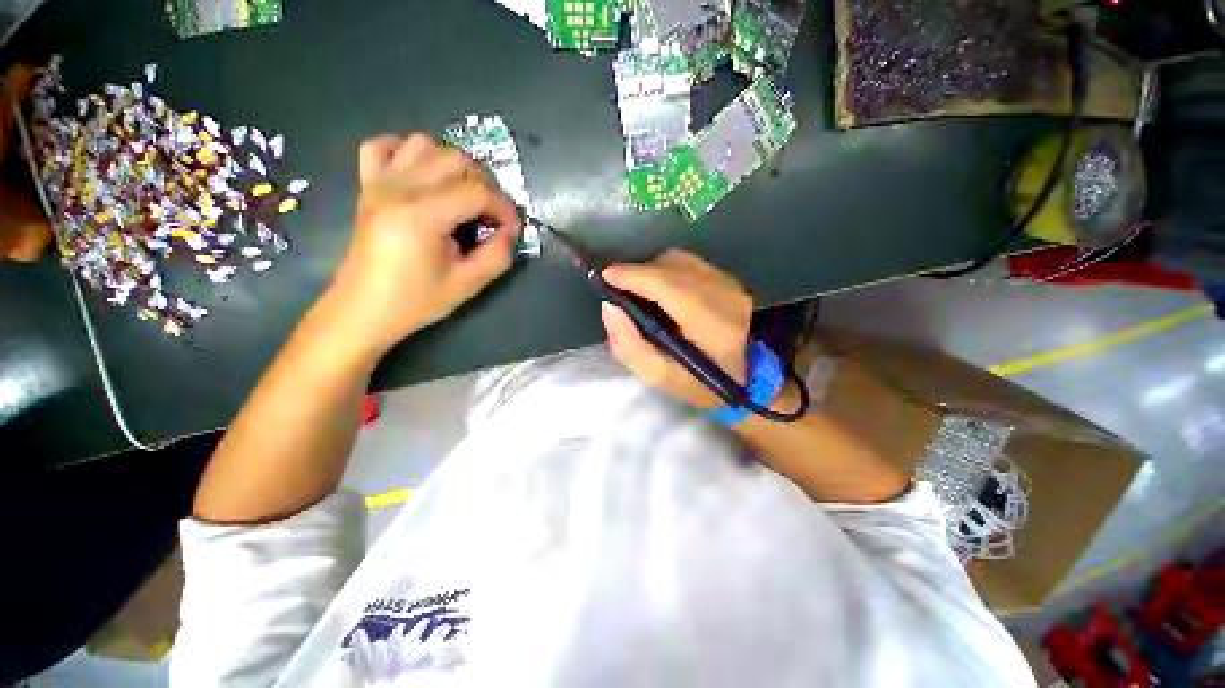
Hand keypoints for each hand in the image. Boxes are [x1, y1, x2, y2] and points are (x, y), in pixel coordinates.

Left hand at [327, 133, 520, 354]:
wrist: (363, 309)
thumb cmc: (416, 301)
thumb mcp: (468, 285)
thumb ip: (498, 255)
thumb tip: (510, 231)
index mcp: (422, 215)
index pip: (477, 192)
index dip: (504, 208)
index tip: (512, 229)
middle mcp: (399, 188)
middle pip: (456, 160)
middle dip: (485, 185)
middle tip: (491, 215)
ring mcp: (379, 183)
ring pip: (424, 144)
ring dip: (452, 164)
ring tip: (461, 194)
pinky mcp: (367, 186)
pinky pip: (382, 147)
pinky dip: (406, 151)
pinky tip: (421, 174)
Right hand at [600, 250, 751, 408]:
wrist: (746, 379)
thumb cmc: (699, 384)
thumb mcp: (658, 375)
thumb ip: (629, 345)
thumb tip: (610, 307)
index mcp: (710, 323)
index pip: (667, 286)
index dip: (634, 276)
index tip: (605, 277)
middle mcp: (724, 295)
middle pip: (671, 266)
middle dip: (639, 273)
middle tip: (619, 289)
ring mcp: (730, 284)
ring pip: (680, 260)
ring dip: (653, 271)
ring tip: (639, 291)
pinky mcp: (730, 280)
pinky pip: (689, 264)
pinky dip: (668, 271)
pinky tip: (662, 291)